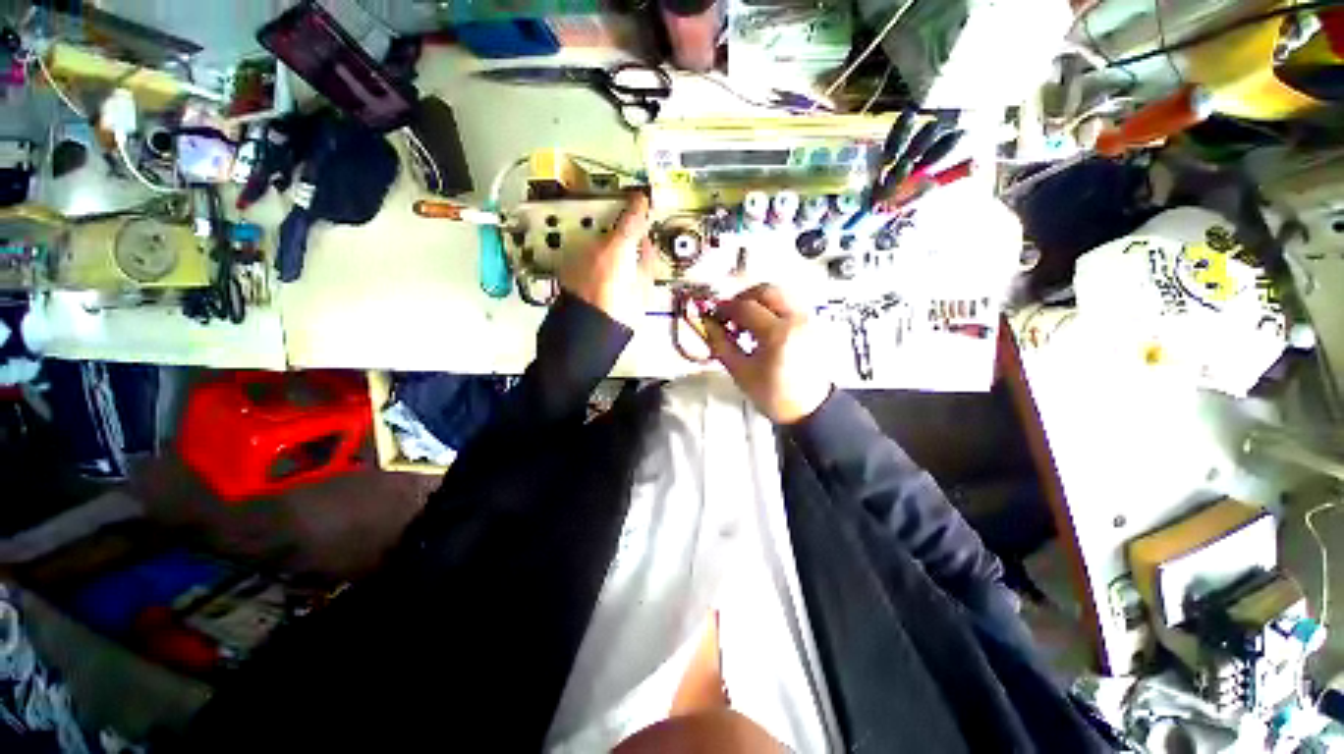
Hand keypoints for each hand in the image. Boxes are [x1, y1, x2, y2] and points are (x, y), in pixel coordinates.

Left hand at [558, 192, 653, 325]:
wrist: (585, 334)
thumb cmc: (619, 315)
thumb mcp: (643, 290)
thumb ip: (646, 262)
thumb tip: (646, 246)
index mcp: (616, 249)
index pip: (631, 217)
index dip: (639, 206)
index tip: (642, 199)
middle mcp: (593, 245)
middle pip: (611, 228)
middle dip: (622, 233)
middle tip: (633, 243)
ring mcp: (578, 253)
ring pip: (597, 241)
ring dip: (607, 247)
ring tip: (615, 268)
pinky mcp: (567, 264)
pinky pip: (586, 253)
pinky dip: (594, 257)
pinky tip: (600, 274)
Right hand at [701, 283, 831, 423]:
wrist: (809, 409)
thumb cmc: (775, 395)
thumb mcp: (741, 372)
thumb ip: (722, 345)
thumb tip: (708, 325)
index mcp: (778, 334)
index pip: (746, 307)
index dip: (725, 309)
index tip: (714, 316)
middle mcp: (796, 319)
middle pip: (767, 290)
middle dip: (743, 298)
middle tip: (730, 314)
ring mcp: (807, 320)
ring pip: (779, 294)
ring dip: (758, 301)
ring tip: (745, 321)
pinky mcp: (812, 324)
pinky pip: (788, 304)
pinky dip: (772, 307)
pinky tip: (761, 326)